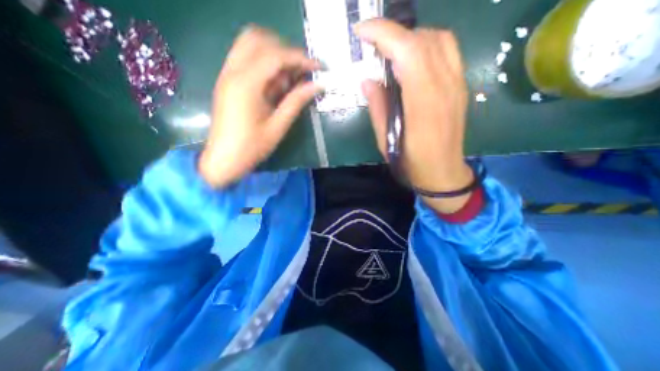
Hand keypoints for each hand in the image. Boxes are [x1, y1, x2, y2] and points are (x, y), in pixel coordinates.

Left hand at [199, 25, 321, 186]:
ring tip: (290, 77)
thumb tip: (317, 86)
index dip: (300, 58)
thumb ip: (296, 102)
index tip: (319, 67)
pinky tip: (276, 83)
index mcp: (246, 84)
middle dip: (285, 50)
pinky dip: (264, 64)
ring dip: (274, 54)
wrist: (223, 159)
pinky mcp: (227, 81)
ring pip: (250, 45)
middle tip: (302, 70)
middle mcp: (233, 71)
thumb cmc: (251, 147)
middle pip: (259, 39)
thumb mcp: (278, 126)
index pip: (276, 56)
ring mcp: (227, 74)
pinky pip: (246, 59)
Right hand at [356, 19, 474, 212]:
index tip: (361, 31)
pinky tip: (411, 60)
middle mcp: (445, 87)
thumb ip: (378, 108)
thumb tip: (368, 81)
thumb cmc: (411, 162)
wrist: (443, 173)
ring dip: (410, 37)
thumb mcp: (385, 141)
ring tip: (390, 51)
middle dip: (392, 33)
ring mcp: (457, 84)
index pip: (408, 52)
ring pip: (438, 39)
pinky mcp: (460, 86)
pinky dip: (426, 44)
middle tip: (371, 45)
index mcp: (423, 104)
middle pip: (423, 39)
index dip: (384, 34)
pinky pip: (447, 51)